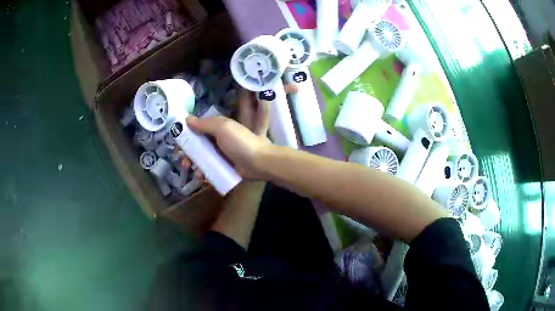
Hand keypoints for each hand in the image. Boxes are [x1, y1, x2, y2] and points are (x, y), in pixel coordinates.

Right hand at [186, 89, 271, 178]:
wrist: (259, 162)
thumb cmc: (240, 142)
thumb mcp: (222, 128)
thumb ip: (205, 123)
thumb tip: (187, 119)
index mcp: (218, 127)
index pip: (198, 129)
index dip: (187, 135)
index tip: (178, 143)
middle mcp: (218, 139)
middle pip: (198, 145)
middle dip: (187, 153)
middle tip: (182, 161)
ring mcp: (221, 154)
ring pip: (202, 157)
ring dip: (193, 163)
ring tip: (188, 169)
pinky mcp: (224, 166)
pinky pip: (209, 168)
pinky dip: (203, 172)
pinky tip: (200, 176)